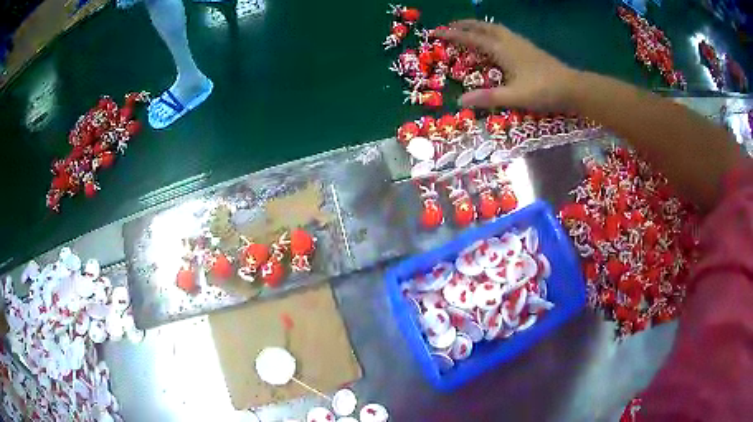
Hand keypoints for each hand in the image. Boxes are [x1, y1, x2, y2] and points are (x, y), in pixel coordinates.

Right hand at [438, 20, 580, 110]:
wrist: (573, 87)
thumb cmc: (544, 91)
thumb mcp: (515, 97)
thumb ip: (488, 97)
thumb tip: (460, 101)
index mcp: (503, 50)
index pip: (472, 38)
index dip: (452, 35)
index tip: (435, 32)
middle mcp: (510, 42)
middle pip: (483, 27)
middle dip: (465, 25)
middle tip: (450, 27)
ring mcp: (521, 43)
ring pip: (495, 28)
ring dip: (479, 26)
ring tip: (469, 30)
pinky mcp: (529, 48)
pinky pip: (505, 33)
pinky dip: (492, 32)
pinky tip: (495, 40)